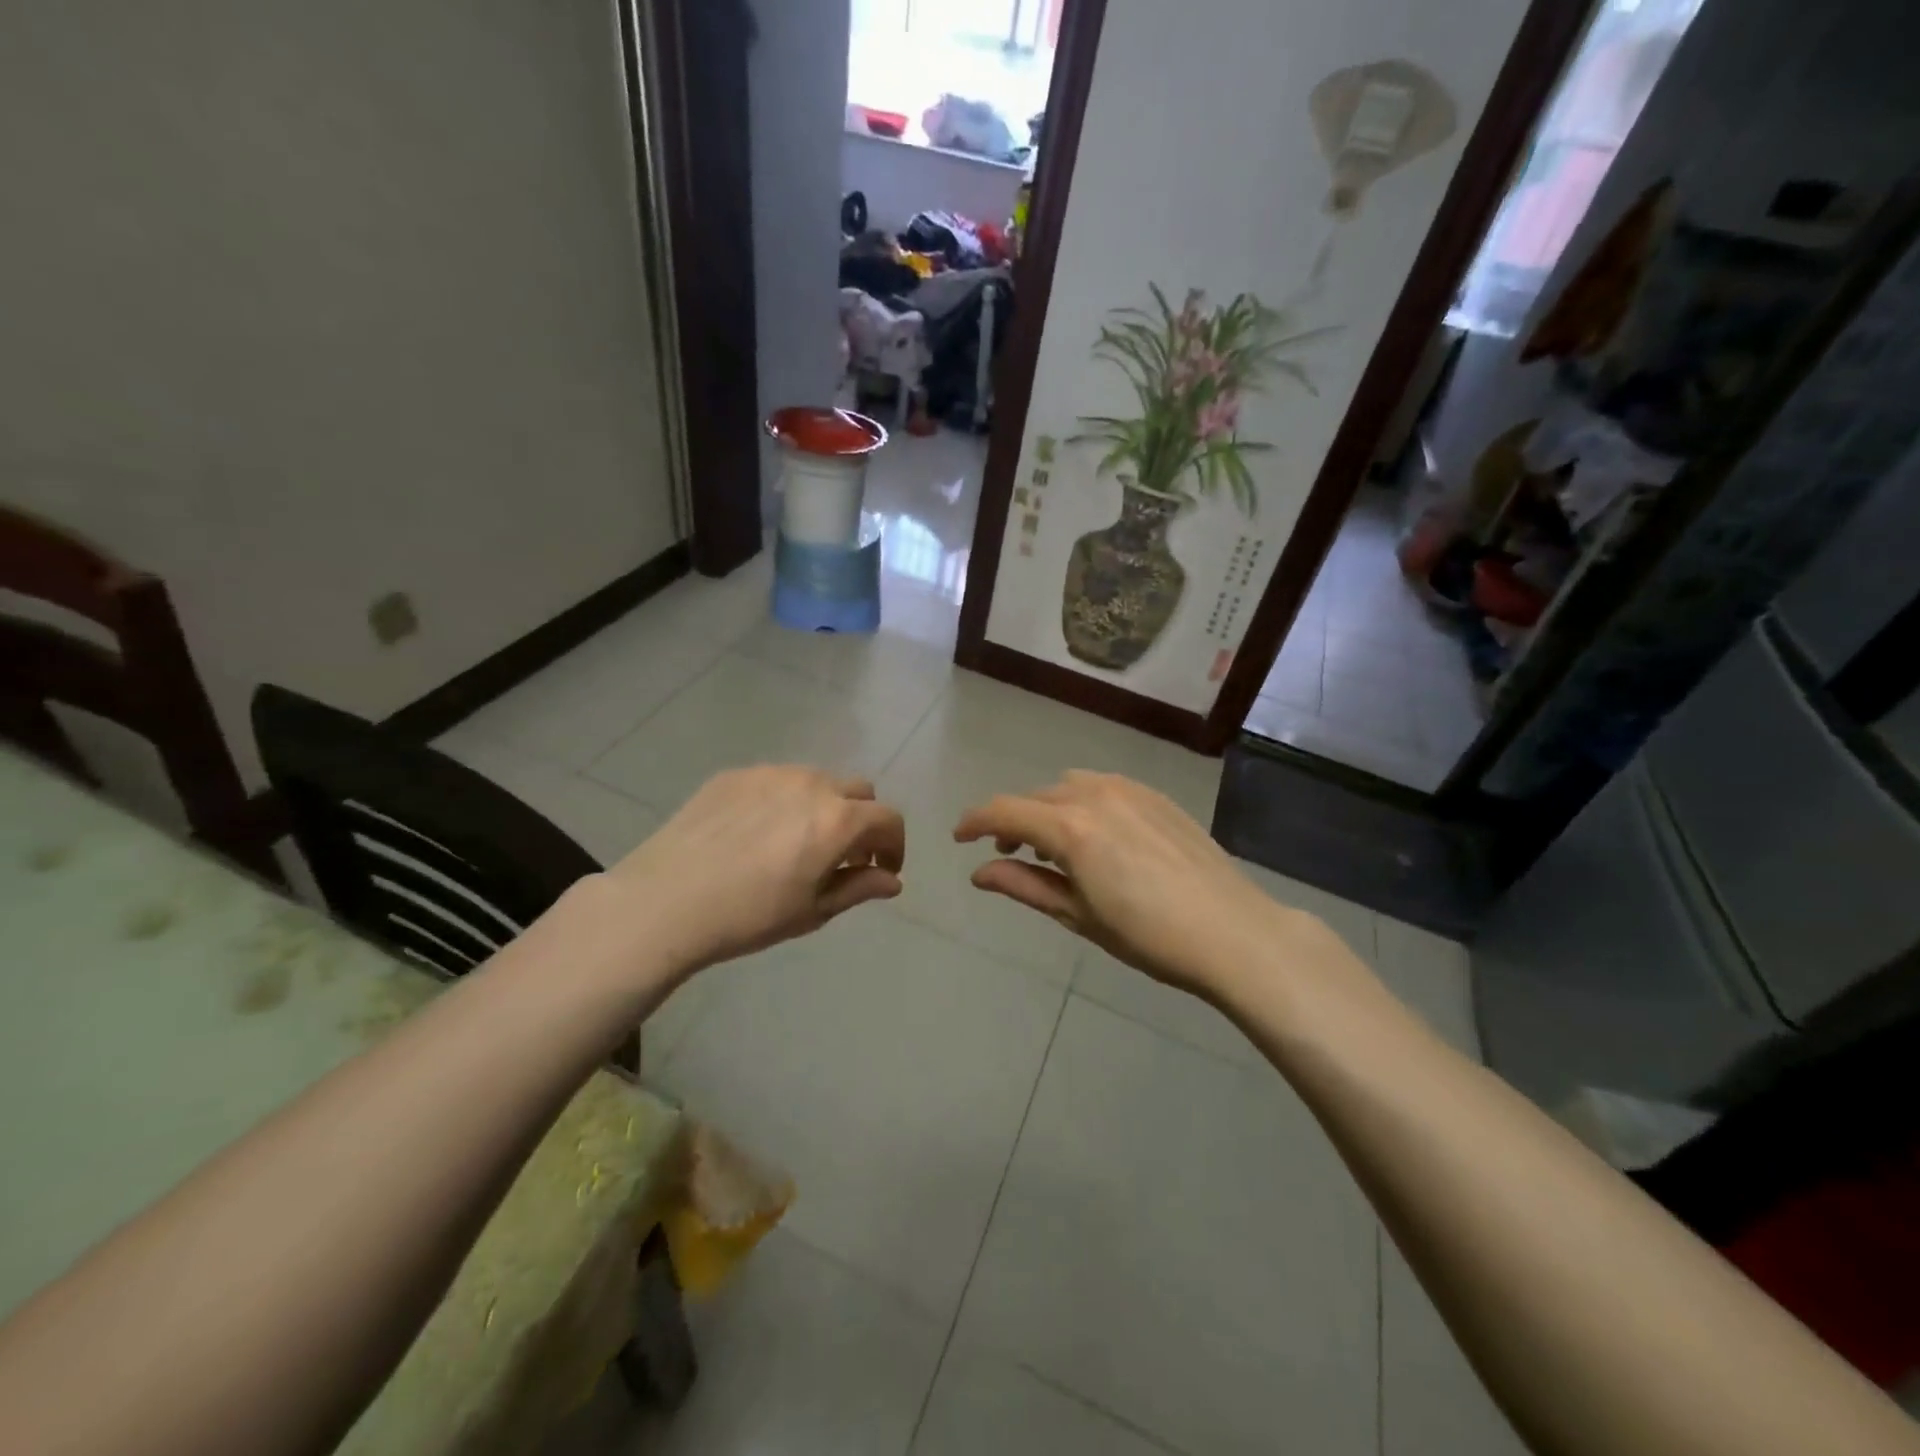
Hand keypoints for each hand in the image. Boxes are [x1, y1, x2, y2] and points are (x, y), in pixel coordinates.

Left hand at [605, 766, 904, 978]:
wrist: (664, 901)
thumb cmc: (749, 916)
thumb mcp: (812, 911)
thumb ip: (859, 888)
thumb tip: (892, 881)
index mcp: (838, 820)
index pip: (888, 819)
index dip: (894, 846)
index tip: (882, 871)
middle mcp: (812, 784)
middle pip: (859, 791)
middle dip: (862, 821)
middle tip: (842, 856)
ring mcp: (771, 773)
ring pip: (817, 780)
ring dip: (824, 806)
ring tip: (797, 842)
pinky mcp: (735, 774)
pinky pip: (776, 780)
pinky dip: (784, 801)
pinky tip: (756, 833)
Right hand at [954, 770, 1307, 996]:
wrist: (1233, 931)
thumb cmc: (1149, 935)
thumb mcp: (1078, 915)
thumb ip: (1025, 886)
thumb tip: (979, 873)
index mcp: (1071, 827)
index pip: (1005, 812)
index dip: (975, 822)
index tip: (959, 838)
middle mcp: (1095, 794)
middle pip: (1036, 797)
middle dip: (1013, 821)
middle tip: (1010, 854)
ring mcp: (1130, 790)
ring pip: (1069, 787)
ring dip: (1049, 809)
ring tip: (1055, 845)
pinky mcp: (1156, 796)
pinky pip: (1103, 786)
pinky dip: (1083, 803)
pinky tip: (1097, 836)